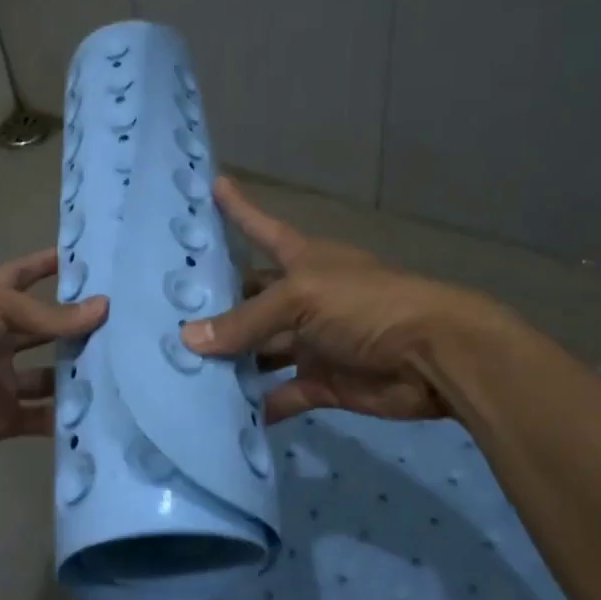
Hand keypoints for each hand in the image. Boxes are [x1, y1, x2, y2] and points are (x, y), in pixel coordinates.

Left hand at [0, 249, 107, 455]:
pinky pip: (43, 418)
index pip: (24, 277)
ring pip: (50, 376)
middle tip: (126, 325)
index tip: (82, 258)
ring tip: (126, 369)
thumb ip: (50, 315)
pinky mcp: (5, 417)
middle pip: (45, 332)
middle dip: (77, 328)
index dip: (47, 265)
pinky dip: (68, 418)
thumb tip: (104, 307)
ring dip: (79, 374)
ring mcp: (2, 380)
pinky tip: (104, 412)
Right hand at [181, 177, 490, 423]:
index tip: (214, 184)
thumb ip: (245, 321)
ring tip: (182, 372)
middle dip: (216, 309)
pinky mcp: (322, 382)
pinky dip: (259, 405)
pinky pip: (282, 394)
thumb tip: (187, 339)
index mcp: (302, 262)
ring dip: (230, 363)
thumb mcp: (301, 300)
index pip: (261, 228)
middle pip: (251, 300)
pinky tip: (223, 416)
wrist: (434, 357)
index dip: (239, 209)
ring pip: (261, 351)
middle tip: (166, 319)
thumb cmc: (366, 306)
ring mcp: (312, 341)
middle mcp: (303, 298)